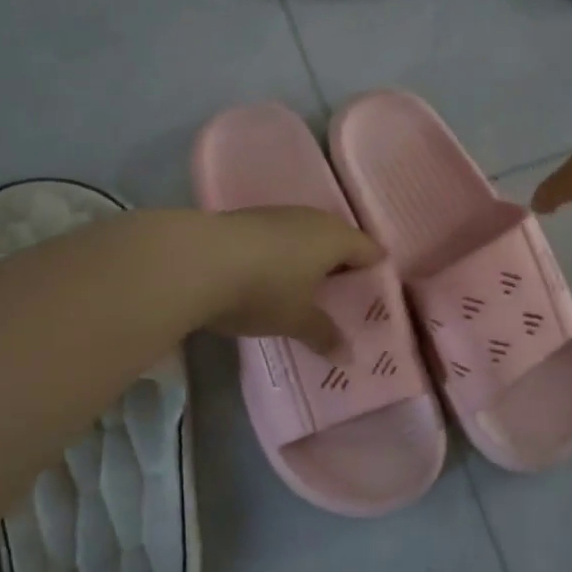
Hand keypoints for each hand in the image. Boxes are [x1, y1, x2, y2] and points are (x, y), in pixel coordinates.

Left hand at [201, 207, 383, 354]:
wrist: (195, 260)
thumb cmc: (263, 289)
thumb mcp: (296, 319)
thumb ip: (324, 334)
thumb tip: (348, 356)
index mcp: (335, 238)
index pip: (369, 249)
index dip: (376, 270)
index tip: (377, 292)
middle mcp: (312, 219)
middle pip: (339, 238)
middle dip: (343, 263)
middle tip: (344, 293)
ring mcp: (278, 214)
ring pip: (306, 234)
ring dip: (310, 256)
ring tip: (307, 285)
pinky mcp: (247, 219)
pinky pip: (280, 236)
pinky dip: (283, 254)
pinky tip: (272, 274)